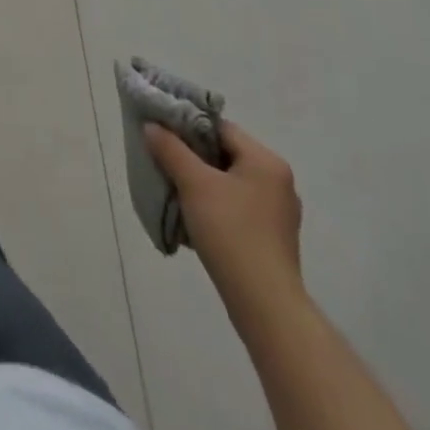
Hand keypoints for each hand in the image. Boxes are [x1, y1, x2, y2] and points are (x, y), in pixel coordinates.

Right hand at [148, 119, 303, 314]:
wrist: (264, 304)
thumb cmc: (230, 231)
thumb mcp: (194, 183)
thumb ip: (170, 149)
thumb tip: (152, 126)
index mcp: (266, 161)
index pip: (220, 128)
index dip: (188, 126)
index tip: (160, 133)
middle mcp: (278, 181)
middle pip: (224, 154)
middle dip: (191, 156)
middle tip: (162, 159)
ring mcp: (277, 212)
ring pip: (228, 181)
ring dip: (200, 182)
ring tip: (173, 189)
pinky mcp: (272, 237)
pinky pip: (236, 206)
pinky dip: (214, 204)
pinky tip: (194, 218)